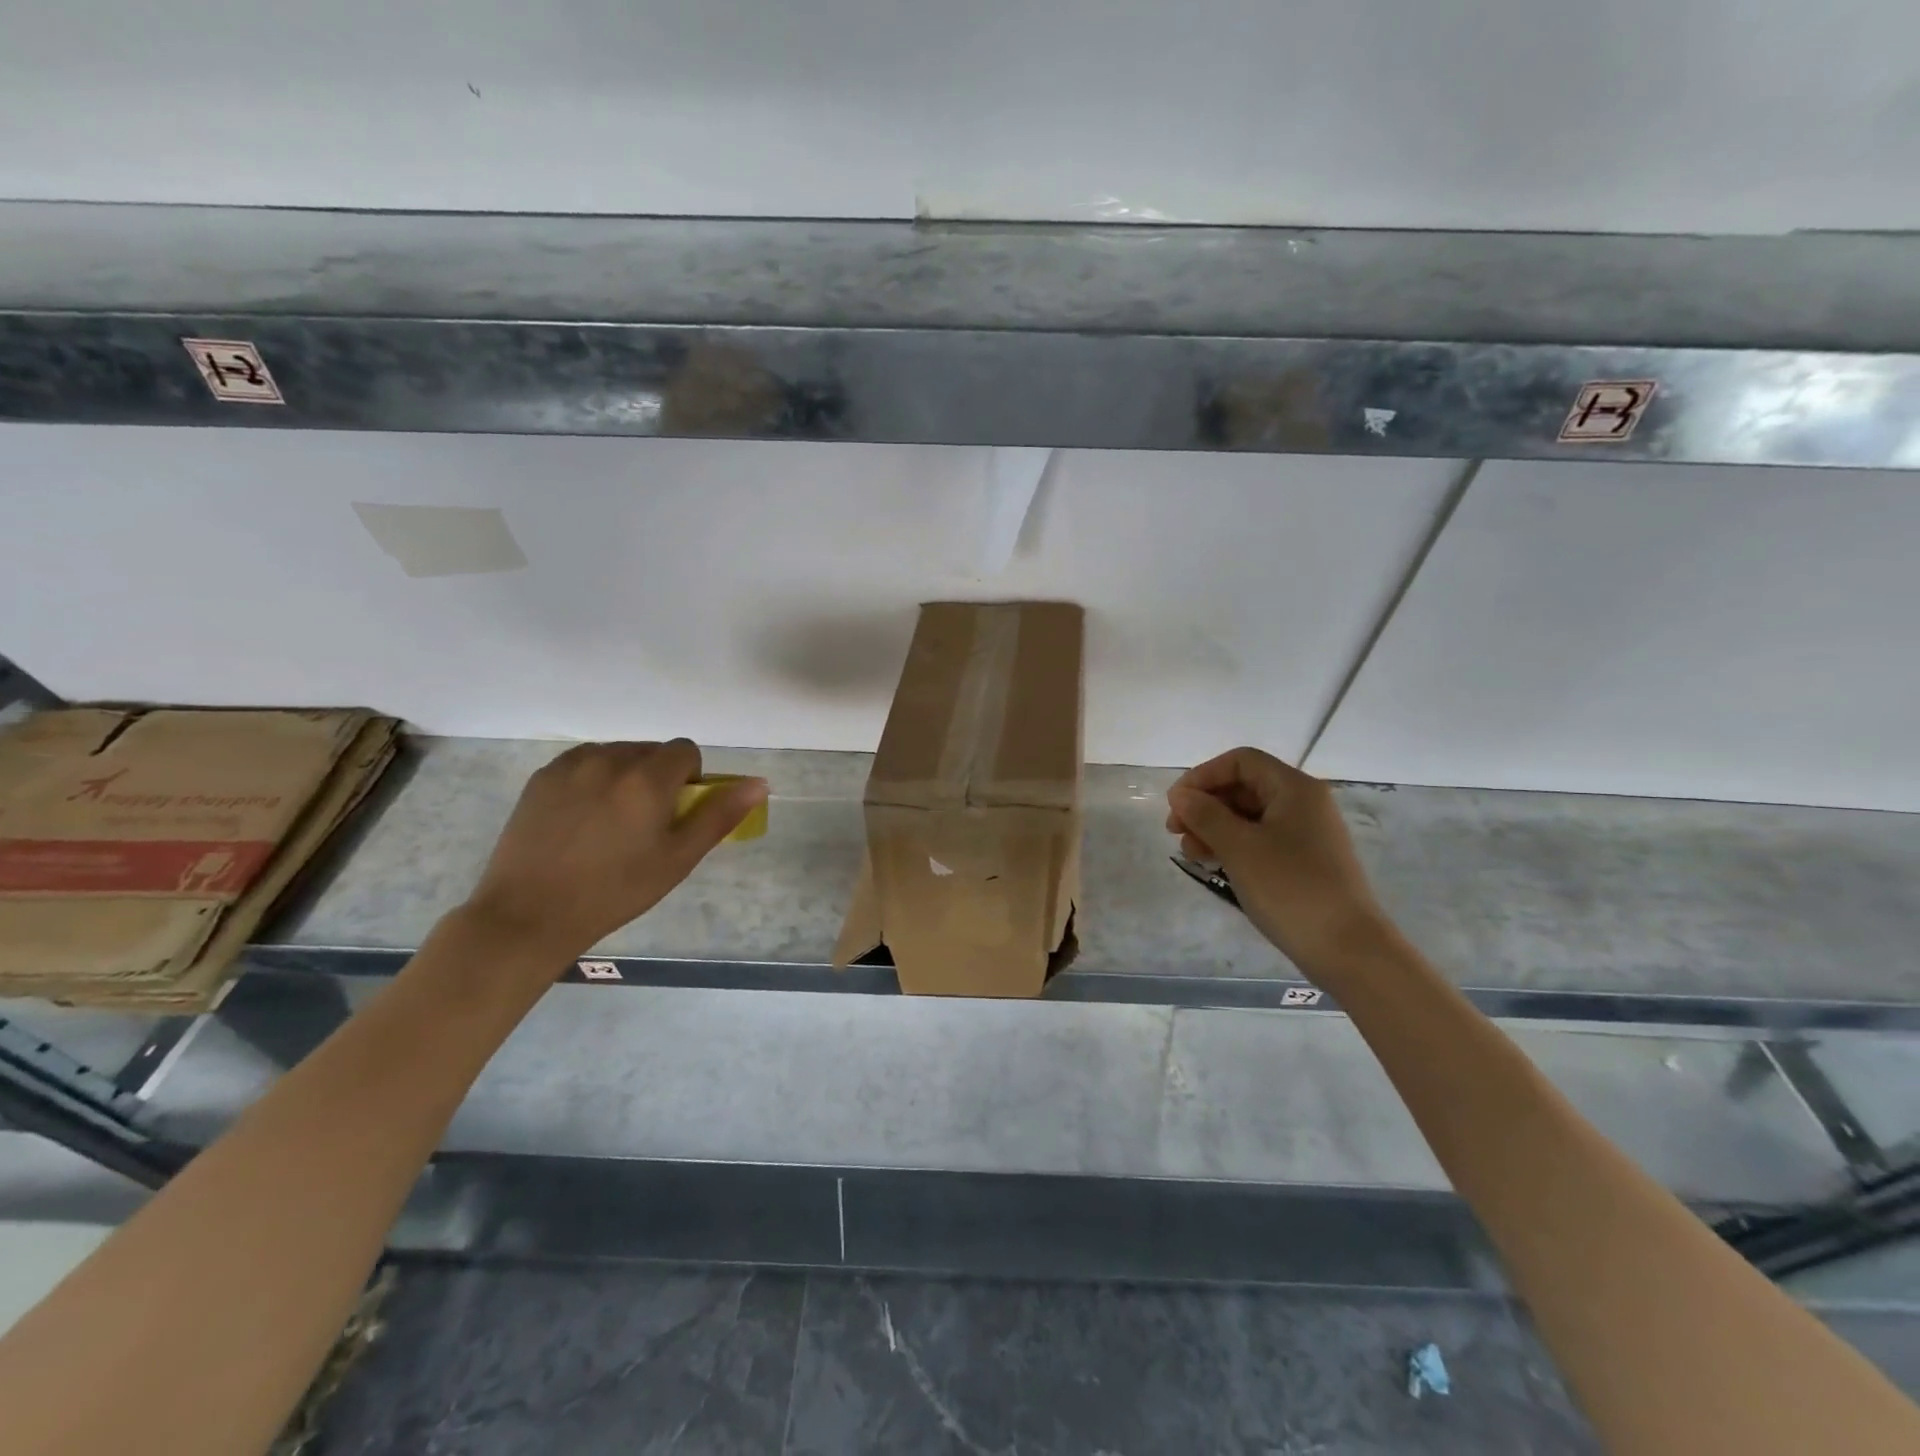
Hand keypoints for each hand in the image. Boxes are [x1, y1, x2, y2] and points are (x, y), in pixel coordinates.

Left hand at [465, 739, 766, 962]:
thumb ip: (719, 815)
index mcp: (647, 779)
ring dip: (625, 775)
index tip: (677, 812)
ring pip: (617, 754)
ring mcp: (570, 766)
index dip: (690, 778)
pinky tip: (581, 818)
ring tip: (611, 821)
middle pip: (651, 750)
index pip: (685, 751)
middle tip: (646, 822)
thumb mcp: (678, 859)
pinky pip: (583, 762)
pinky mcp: (541, 777)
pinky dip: (593, 779)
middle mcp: (610, 760)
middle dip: (658, 776)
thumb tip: (759, 783)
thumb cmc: (615, 891)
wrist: (529, 914)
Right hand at [1166, 747, 1389, 978]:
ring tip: (1191, 853)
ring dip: (1214, 827)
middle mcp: (1304, 803)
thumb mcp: (1239, 848)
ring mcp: (1306, 833)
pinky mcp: (1304, 861)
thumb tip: (1181, 795)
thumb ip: (1205, 815)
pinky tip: (1213, 862)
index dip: (1203, 776)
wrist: (1348, 950)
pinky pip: (1261, 839)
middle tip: (1175, 832)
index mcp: (1294, 788)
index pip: (1240, 761)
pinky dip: (1233, 845)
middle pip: (1244, 786)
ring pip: (1249, 815)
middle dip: (1205, 804)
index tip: (1176, 804)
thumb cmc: (1291, 888)